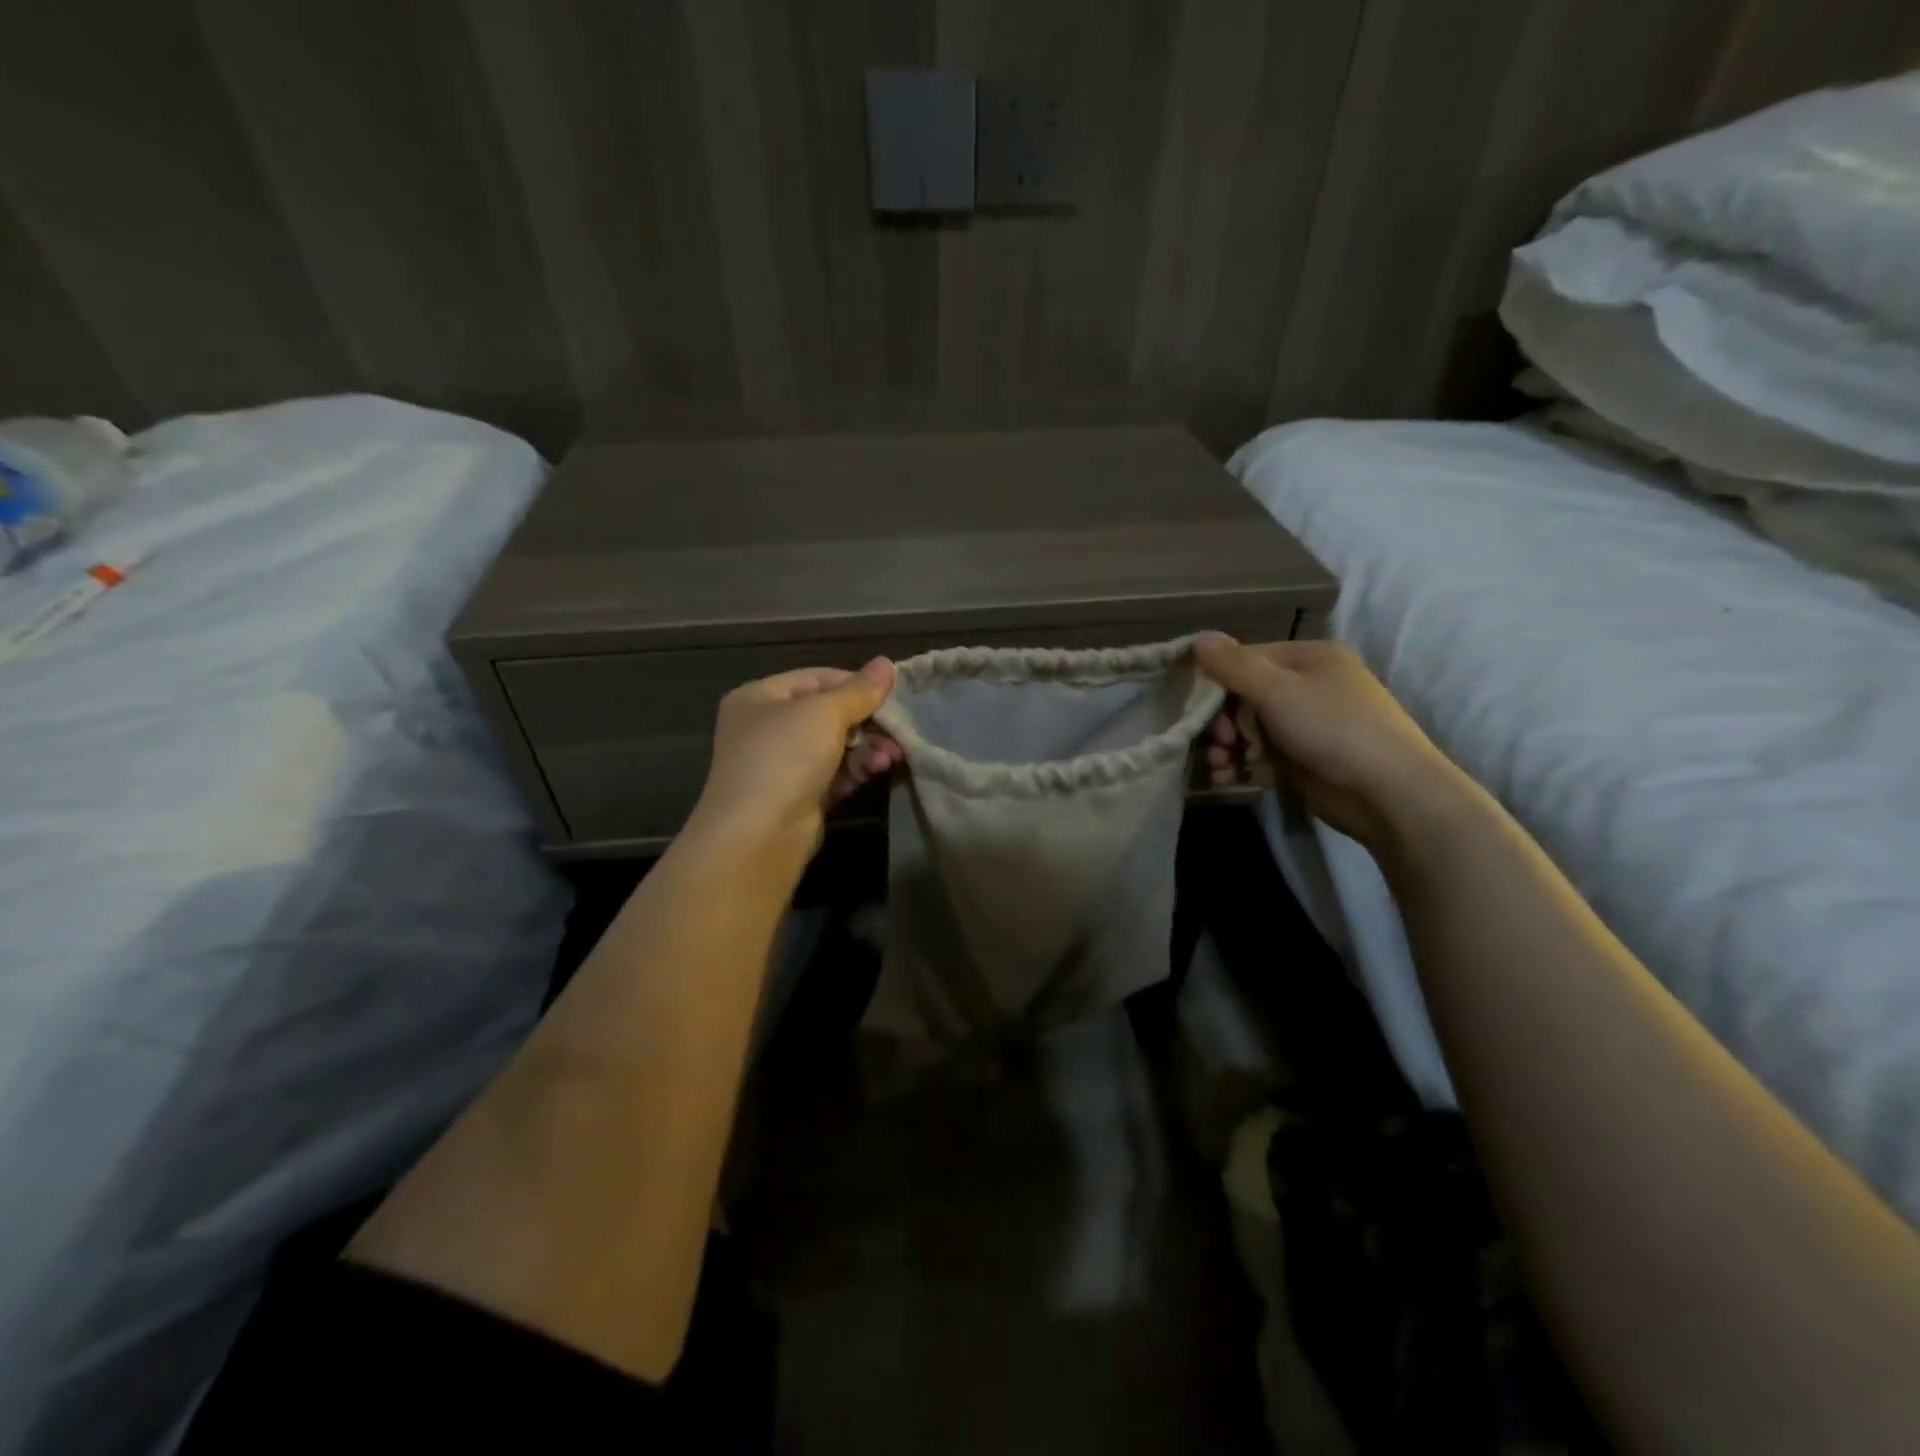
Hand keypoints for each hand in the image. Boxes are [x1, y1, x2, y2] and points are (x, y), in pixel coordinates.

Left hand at [690, 658, 902, 848]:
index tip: (892, 692)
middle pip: (827, 714)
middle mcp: (766, 728)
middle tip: (897, 729)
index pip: (816, 678)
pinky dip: (856, 769)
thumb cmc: (784, 757)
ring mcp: (781, 765)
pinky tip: (878, 769)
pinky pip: (834, 774)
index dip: (855, 683)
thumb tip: (887, 663)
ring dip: (866, 747)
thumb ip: (859, 690)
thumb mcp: (824, 713)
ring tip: (892, 755)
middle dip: (865, 721)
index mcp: (760, 698)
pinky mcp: (798, 797)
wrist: (757, 835)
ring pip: (834, 746)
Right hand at [1193, 632, 1465, 849]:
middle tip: (1217, 744)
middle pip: (1244, 698)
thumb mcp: (1278, 690)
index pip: (1245, 660)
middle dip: (1221, 723)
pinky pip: (1260, 756)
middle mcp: (1307, 686)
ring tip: (1219, 767)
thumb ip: (1234, 665)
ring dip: (1227, 748)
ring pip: (1249, 730)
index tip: (1198, 710)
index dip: (1216, 683)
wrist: (1388, 793)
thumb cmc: (1333, 728)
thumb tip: (1197, 637)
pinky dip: (1241, 767)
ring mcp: (1305, 725)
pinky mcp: (1302, 760)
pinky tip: (1226, 779)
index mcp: (1308, 658)